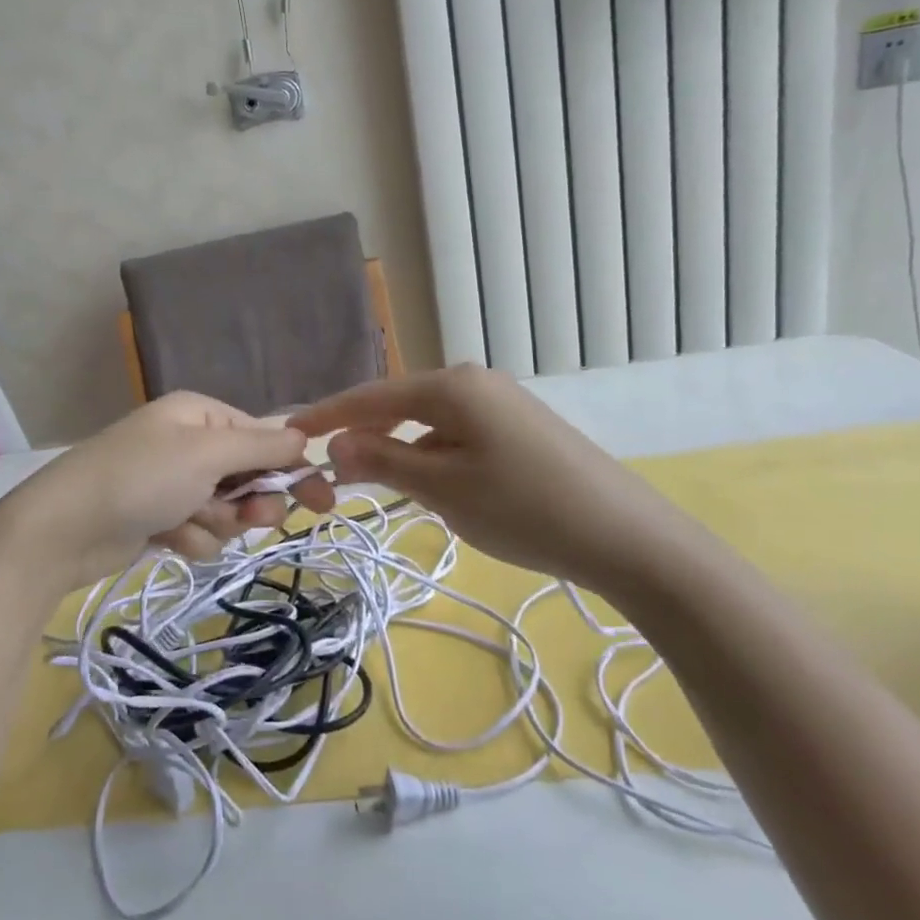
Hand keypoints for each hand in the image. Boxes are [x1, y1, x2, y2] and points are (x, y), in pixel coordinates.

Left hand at [0, 392, 334, 595]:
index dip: (292, 467)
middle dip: (250, 502)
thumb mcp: (206, 453)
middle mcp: (188, 443)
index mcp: (200, 415)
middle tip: (250, 520)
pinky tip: (166, 538)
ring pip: (227, 511)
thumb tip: (304, 435)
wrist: (63, 529)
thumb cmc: (141, 478)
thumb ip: (260, 444)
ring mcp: (172, 482)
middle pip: (248, 476)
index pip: (263, 436)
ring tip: (187, 523)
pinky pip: (199, 531)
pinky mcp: (159, 518)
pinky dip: (190, 538)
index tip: (323, 500)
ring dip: (216, 524)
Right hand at [290, 365, 716, 601]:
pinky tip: (437, 488)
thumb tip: (336, 445)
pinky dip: (434, 457)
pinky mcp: (520, 428)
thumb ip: (383, 462)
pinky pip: (458, 435)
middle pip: (400, 404)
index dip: (328, 415)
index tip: (290, 431)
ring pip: (429, 423)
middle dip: (364, 435)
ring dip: (401, 450)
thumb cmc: (524, 508)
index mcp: (452, 386)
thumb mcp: (443, 488)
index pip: (371, 396)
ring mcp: (502, 403)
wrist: (628, 537)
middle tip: (330, 469)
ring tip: (380, 485)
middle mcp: (475, 382)